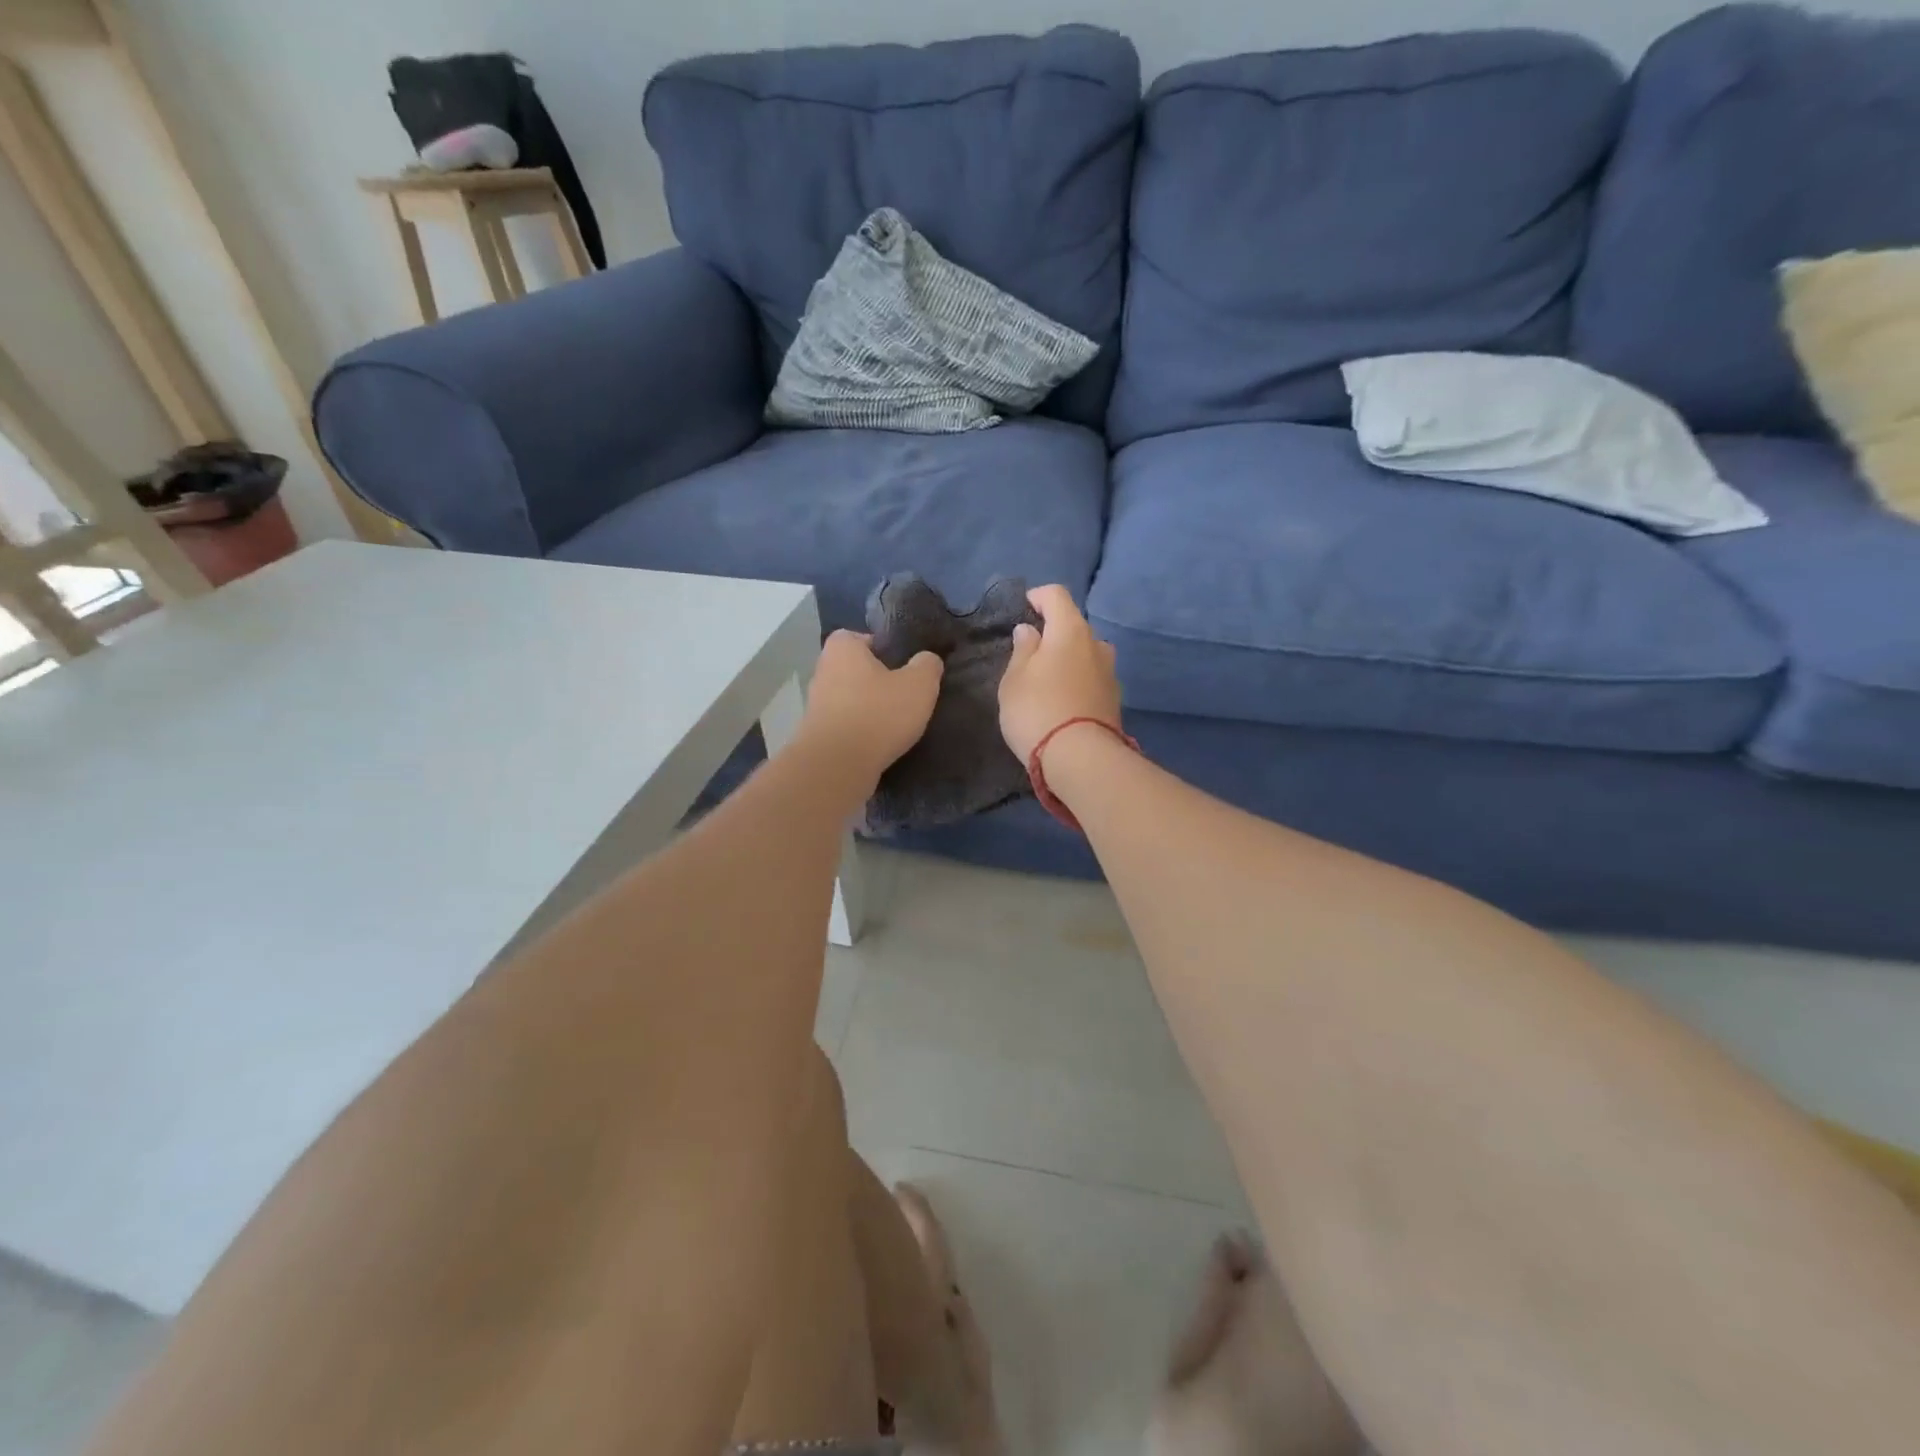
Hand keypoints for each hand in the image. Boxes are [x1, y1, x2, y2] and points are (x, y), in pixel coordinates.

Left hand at [798, 630, 943, 789]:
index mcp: (842, 648)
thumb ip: (928, 665)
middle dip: (879, 681)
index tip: (905, 666)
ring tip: (898, 723)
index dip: (885, 648)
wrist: (837, 766)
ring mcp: (817, 704)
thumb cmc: (878, 714)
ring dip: (871, 709)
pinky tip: (882, 743)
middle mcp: (823, 671)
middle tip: (907, 694)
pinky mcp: (818, 734)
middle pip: (858, 669)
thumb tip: (927, 660)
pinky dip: (863, 731)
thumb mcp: (919, 684)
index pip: (862, 637)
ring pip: (852, 699)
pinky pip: (847, 725)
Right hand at [998, 585, 1121, 761]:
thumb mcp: (1014, 680)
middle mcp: (1096, 644)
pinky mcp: (1115, 699)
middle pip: (1073, 626)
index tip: (1024, 609)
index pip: (1056, 595)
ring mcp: (1110, 672)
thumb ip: (1022, 650)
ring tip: (1046, 680)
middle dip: (1053, 632)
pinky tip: (1063, 701)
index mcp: (1070, 630)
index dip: (1038, 596)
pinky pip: (1092, 678)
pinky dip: (1078, 680)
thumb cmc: (1037, 710)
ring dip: (1068, 658)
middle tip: (1030, 653)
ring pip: (1086, 653)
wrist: (1080, 759)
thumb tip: (1030, 631)